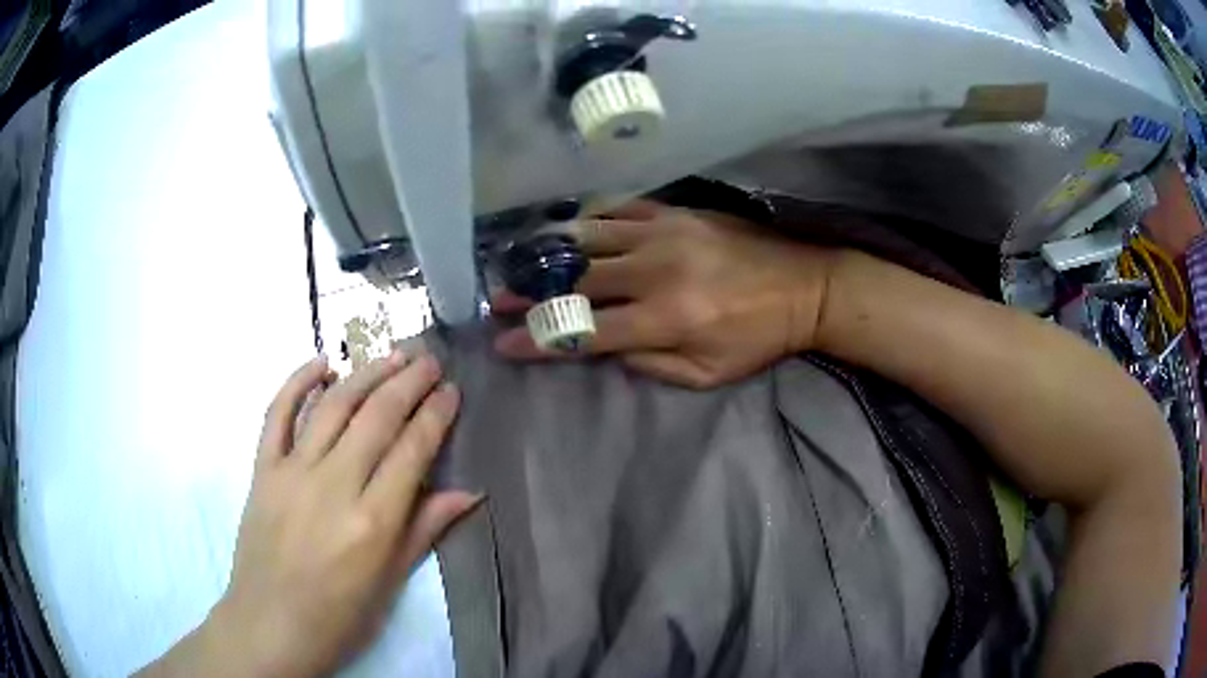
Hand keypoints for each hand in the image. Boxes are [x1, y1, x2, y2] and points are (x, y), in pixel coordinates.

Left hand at [153, 352, 477, 677]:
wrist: (270, 624)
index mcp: (373, 521)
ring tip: (392, 355)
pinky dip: (297, 381)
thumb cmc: (339, 616)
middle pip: (376, 417)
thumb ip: (424, 529)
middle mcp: (334, 486)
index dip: (436, 415)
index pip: (412, 451)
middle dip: (408, 382)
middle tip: (429, 361)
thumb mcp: (390, 582)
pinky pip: (277, 413)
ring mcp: (292, 472)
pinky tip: (322, 362)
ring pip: (333, 405)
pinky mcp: (262, 469)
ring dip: (366, 374)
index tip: (451, 391)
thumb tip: (470, 492)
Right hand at [494, 201, 835, 387]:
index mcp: (666, 319)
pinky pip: (619, 209)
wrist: (805, 285)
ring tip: (519, 259)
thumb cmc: (758, 338)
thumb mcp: (707, 374)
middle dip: (530, 291)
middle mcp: (655, 271)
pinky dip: (588, 220)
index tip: (504, 343)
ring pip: (588, 237)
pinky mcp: (675, 212)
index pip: (586, 331)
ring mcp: (664, 233)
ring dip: (548, 251)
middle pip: (576, 280)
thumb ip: (650, 364)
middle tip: (497, 296)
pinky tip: (569, 228)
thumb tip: (606, 346)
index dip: (540, 339)